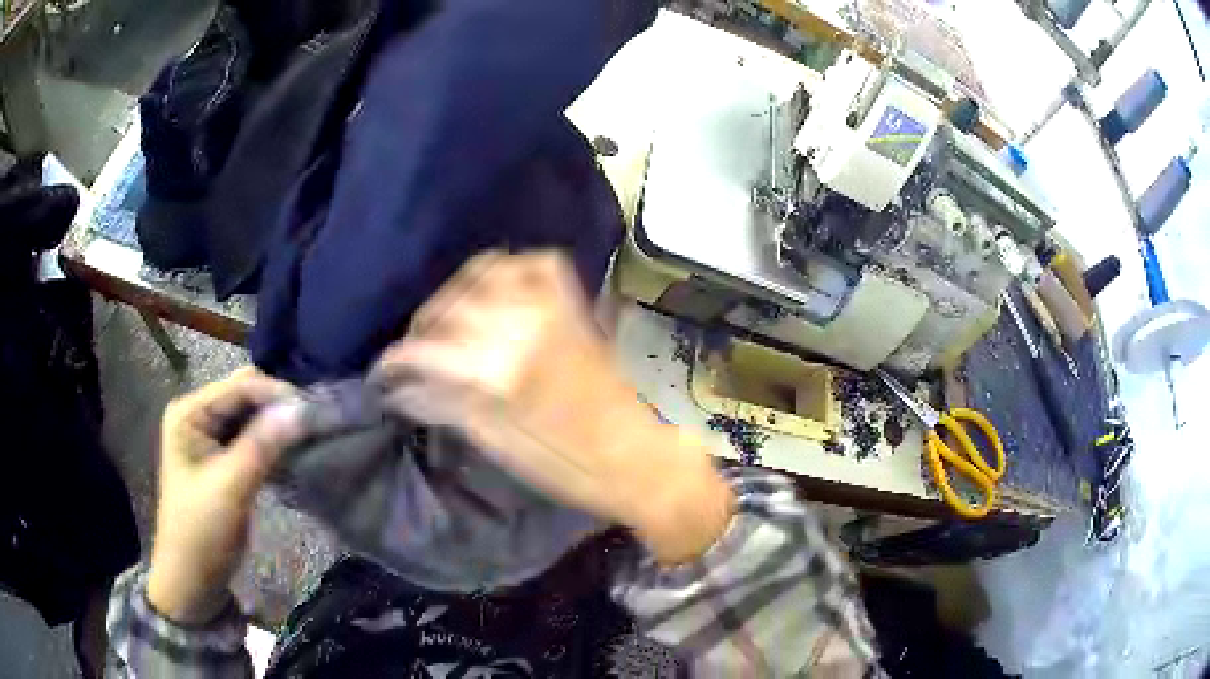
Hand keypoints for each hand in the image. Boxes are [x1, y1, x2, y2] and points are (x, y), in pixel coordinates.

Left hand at [147, 368, 305, 624]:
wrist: (192, 579)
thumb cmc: (202, 531)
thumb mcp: (230, 487)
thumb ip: (263, 445)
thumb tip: (303, 408)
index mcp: (189, 412)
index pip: (239, 387)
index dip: (276, 394)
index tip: (315, 410)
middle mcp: (198, 415)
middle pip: (245, 396)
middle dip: (278, 406)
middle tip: (314, 423)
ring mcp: (210, 437)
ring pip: (252, 417)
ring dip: (277, 425)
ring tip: (310, 435)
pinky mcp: (223, 459)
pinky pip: (252, 438)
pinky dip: (273, 443)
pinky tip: (293, 452)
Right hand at [373, 251, 734, 564]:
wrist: (641, 458)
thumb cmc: (572, 468)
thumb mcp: (501, 445)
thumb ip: (448, 406)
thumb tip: (402, 390)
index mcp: (503, 369)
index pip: (429, 347)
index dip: (398, 357)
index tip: (384, 370)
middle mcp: (526, 323)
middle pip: (453, 306)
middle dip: (422, 327)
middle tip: (412, 352)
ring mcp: (556, 307)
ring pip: (489, 272)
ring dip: (458, 293)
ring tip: (446, 322)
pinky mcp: (576, 305)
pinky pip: (536, 265)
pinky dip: (508, 270)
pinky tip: (493, 293)